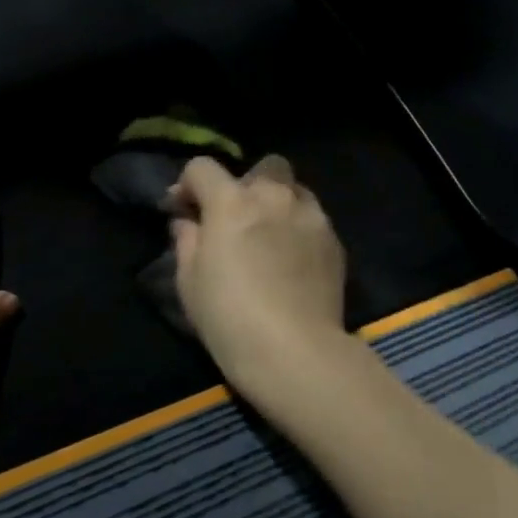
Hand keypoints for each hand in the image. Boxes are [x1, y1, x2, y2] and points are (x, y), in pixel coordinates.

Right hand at [170, 155, 348, 387]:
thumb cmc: (229, 317)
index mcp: (231, 202)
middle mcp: (274, 197)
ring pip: (294, 189)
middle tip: (235, 217)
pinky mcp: (334, 241)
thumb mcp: (189, 281)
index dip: (188, 185)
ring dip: (277, 202)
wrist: (295, 352)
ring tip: (269, 235)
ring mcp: (311, 216)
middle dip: (246, 183)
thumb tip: (187, 222)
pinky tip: (291, 259)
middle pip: (263, 166)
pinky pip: (313, 219)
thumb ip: (186, 240)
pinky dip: (298, 227)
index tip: (183, 210)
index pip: (202, 167)